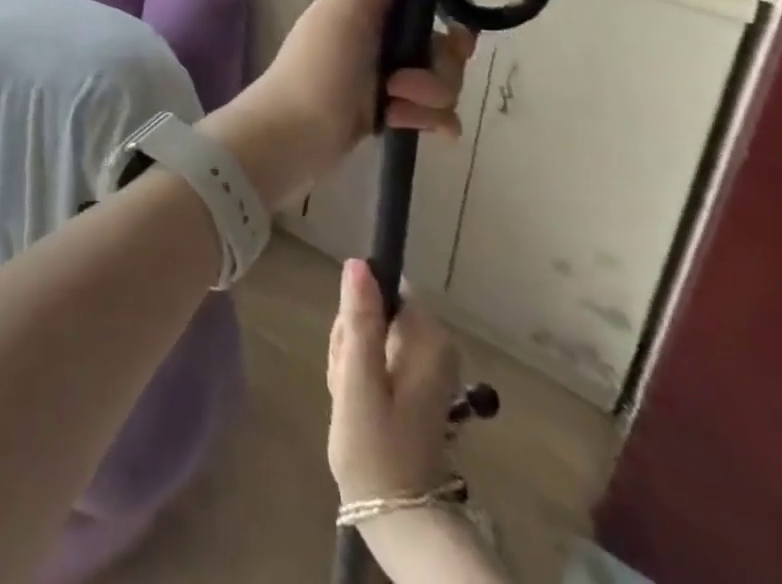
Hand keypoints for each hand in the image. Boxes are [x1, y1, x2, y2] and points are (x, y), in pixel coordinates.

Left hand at [265, 0, 475, 158]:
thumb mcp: (347, 7)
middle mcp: (376, 33)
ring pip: (440, 79)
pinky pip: (431, 113)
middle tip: (409, 78)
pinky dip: (430, 121)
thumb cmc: (318, 68)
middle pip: (441, 42)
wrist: (290, 142)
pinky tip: (417, 130)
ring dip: (429, 95)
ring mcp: (381, 73)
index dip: (447, 4)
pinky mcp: (385, 109)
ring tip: (395, 103)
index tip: (454, 23)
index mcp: (367, 3)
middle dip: (439, 64)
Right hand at [326, 259, 459, 502]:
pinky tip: (354, 404)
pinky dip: (358, 375)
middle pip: (375, 310)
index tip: (349, 349)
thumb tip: (358, 263)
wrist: (397, 518)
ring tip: (349, 397)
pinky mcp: (414, 384)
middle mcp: (434, 346)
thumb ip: (359, 319)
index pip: (381, 288)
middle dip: (351, 340)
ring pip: (370, 334)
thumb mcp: (358, 380)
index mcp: (428, 340)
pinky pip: (376, 356)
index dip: (357, 313)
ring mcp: (425, 366)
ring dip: (350, 360)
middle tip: (346, 381)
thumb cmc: (376, 448)